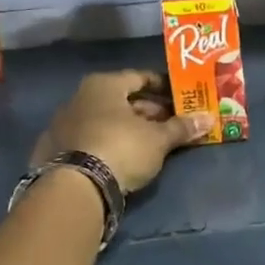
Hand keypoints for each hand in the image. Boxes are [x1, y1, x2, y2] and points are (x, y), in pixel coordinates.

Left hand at [33, 71, 210, 193]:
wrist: (75, 186)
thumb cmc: (122, 148)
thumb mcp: (158, 139)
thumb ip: (182, 127)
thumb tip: (209, 118)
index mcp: (104, 85)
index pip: (139, 77)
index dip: (162, 86)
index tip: (179, 97)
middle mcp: (80, 97)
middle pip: (121, 99)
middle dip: (148, 111)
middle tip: (171, 123)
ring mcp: (64, 123)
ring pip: (104, 119)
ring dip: (127, 128)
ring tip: (151, 142)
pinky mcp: (55, 149)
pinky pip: (90, 138)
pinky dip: (108, 142)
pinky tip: (122, 156)